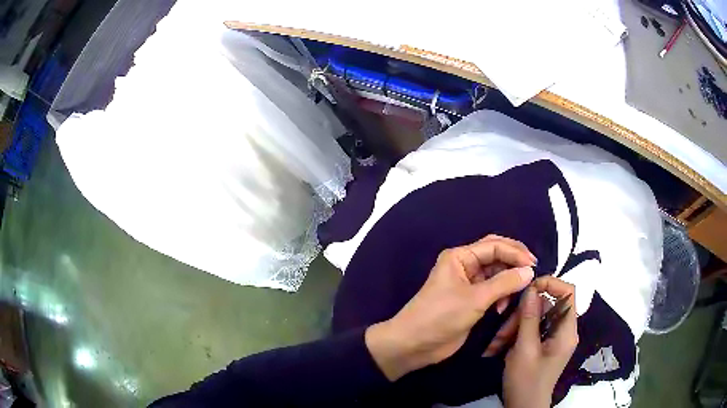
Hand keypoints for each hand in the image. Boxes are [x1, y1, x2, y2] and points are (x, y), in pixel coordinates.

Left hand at [365, 235, 536, 380]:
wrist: (414, 344)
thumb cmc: (441, 316)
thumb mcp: (475, 298)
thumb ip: (504, 283)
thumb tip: (530, 271)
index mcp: (460, 257)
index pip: (494, 246)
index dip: (516, 252)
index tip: (534, 265)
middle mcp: (465, 265)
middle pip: (496, 256)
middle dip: (514, 263)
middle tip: (532, 273)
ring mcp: (468, 283)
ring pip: (496, 274)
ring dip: (508, 281)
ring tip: (517, 294)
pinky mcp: (471, 300)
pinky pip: (492, 290)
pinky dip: (501, 295)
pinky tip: (503, 307)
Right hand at [502, 277, 577, 407]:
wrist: (523, 407)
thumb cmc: (526, 381)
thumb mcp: (524, 349)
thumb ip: (529, 317)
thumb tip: (532, 288)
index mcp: (566, 330)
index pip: (568, 292)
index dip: (551, 283)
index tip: (528, 288)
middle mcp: (563, 330)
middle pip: (546, 307)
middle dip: (522, 315)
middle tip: (502, 331)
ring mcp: (553, 338)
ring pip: (535, 318)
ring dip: (514, 327)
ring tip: (496, 344)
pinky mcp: (544, 345)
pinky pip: (531, 330)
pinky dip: (515, 335)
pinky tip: (499, 347)